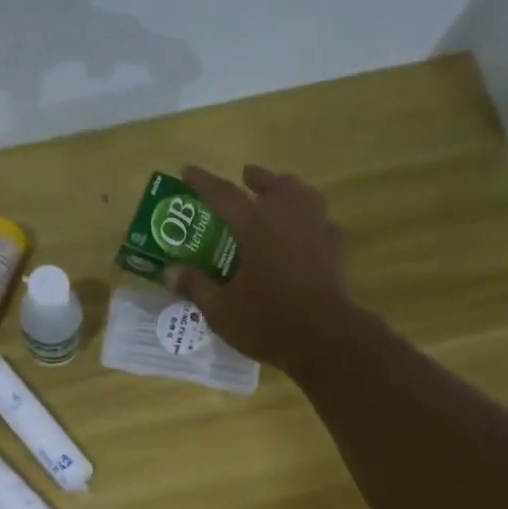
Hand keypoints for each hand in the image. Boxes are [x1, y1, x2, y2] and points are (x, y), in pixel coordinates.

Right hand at [168, 164, 355, 373]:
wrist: (325, 338)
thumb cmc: (267, 321)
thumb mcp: (221, 310)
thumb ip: (196, 286)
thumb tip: (171, 272)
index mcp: (255, 226)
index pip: (223, 194)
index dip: (203, 182)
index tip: (187, 170)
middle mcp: (287, 217)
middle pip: (273, 184)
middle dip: (256, 177)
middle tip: (246, 176)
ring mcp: (317, 229)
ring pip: (303, 194)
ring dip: (288, 189)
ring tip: (279, 194)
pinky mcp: (336, 248)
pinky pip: (322, 221)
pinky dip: (311, 218)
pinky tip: (307, 229)